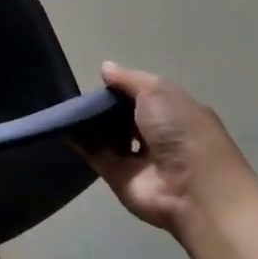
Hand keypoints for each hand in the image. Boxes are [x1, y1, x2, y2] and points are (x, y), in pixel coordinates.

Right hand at [81, 63, 257, 237]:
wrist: (193, 190)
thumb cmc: (181, 131)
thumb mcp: (158, 92)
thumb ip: (129, 80)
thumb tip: (106, 68)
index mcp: (175, 112)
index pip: (145, 95)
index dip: (124, 87)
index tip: (102, 82)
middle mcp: (158, 135)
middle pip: (125, 116)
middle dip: (105, 105)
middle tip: (81, 96)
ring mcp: (138, 158)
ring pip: (109, 136)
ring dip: (91, 124)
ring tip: (69, 109)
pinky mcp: (119, 177)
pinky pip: (96, 154)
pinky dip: (80, 142)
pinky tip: (65, 127)